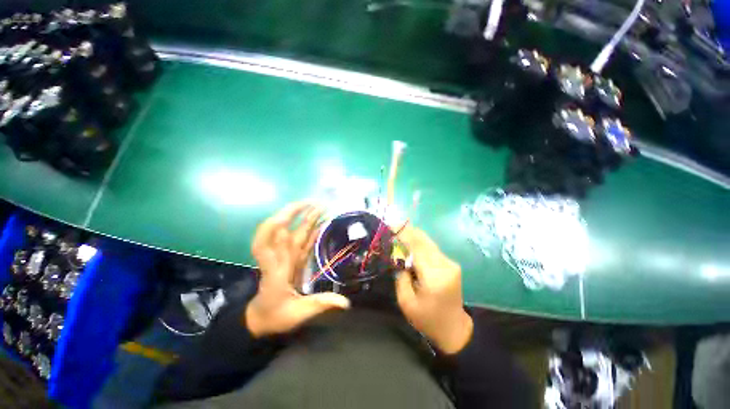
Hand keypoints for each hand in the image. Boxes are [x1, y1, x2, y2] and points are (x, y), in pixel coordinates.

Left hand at [246, 202, 350, 337]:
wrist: (261, 318)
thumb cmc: (275, 316)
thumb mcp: (297, 314)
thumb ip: (321, 305)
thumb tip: (346, 302)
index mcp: (274, 270)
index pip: (264, 244)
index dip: (272, 227)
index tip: (288, 216)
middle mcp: (279, 257)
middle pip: (282, 230)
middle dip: (295, 213)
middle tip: (316, 203)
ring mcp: (287, 255)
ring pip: (295, 231)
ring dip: (306, 217)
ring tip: (322, 206)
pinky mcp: (294, 257)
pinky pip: (303, 239)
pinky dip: (311, 229)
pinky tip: (321, 222)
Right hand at [394, 226, 472, 354]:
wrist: (454, 328)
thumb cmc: (427, 319)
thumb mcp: (406, 302)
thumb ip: (401, 276)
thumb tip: (400, 256)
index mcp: (434, 277)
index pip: (417, 247)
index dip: (403, 234)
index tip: (390, 226)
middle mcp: (445, 265)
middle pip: (424, 241)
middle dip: (407, 231)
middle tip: (392, 226)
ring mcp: (450, 263)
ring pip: (428, 242)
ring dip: (413, 236)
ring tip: (399, 232)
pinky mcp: (451, 264)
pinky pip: (432, 248)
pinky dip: (419, 243)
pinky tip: (410, 242)